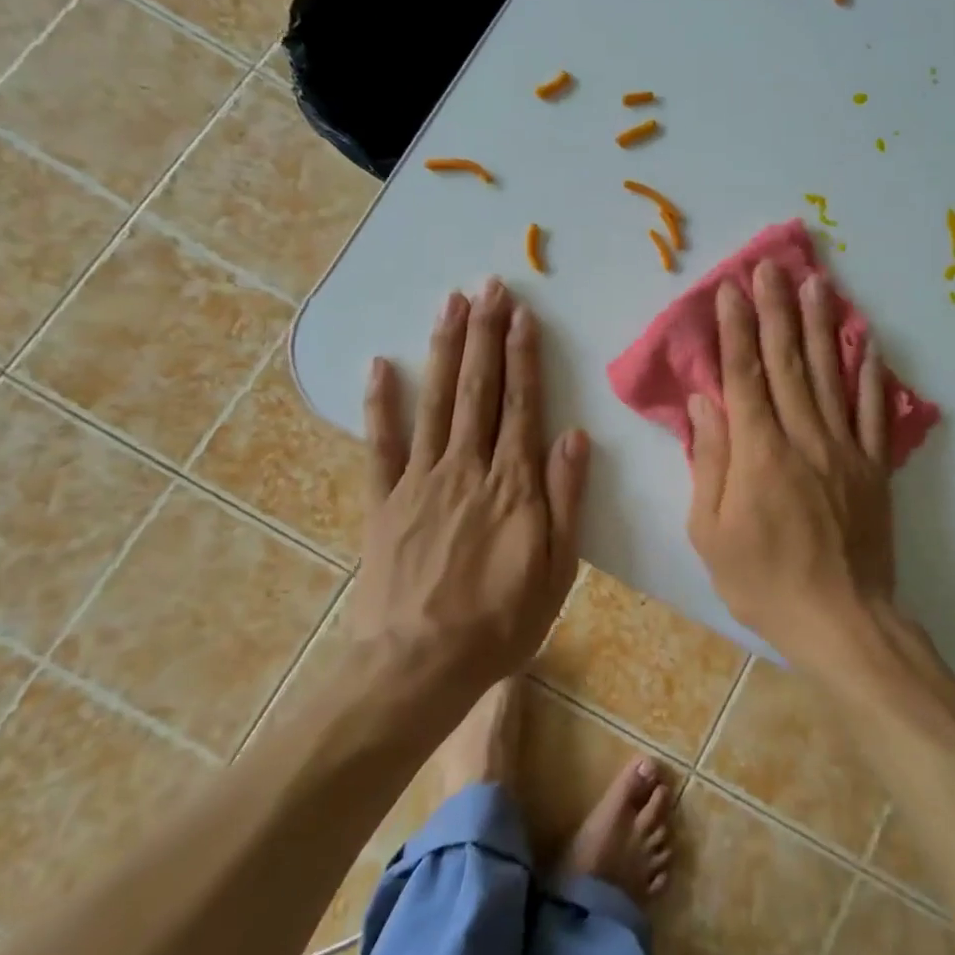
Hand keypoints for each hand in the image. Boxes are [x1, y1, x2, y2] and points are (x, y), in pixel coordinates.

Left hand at [354, 278, 588, 683]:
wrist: (417, 667)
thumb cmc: (500, 623)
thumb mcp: (557, 569)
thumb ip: (566, 499)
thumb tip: (574, 436)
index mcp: (513, 484)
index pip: (522, 405)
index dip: (523, 357)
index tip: (522, 314)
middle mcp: (467, 468)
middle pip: (479, 390)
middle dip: (485, 334)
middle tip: (488, 287)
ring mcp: (420, 481)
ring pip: (436, 402)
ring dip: (444, 349)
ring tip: (450, 304)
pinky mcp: (384, 501)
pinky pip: (380, 445)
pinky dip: (381, 404)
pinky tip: (381, 366)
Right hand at [686, 260, 895, 668]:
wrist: (841, 621)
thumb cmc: (762, 581)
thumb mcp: (711, 532)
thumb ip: (709, 462)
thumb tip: (705, 404)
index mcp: (759, 452)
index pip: (743, 376)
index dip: (736, 330)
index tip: (732, 291)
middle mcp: (803, 437)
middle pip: (787, 362)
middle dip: (777, 310)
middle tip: (772, 267)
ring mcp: (844, 449)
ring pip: (830, 375)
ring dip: (821, 325)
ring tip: (817, 283)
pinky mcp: (873, 467)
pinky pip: (873, 412)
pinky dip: (870, 374)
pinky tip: (867, 343)